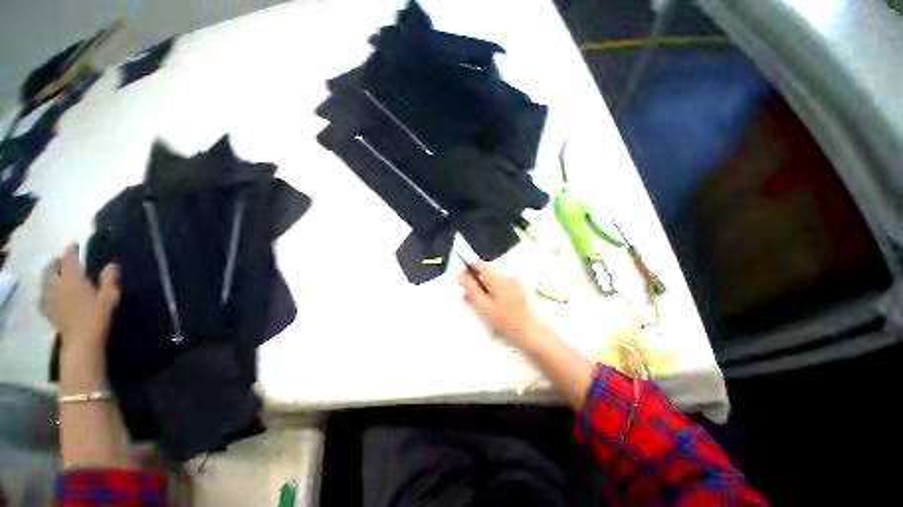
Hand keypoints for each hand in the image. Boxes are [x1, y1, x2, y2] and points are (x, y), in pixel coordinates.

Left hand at [41, 244, 120, 351]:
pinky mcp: (49, 309)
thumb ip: (109, 280)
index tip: (76, 244)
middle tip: (67, 260)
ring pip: (48, 280)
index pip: (69, 258)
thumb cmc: (97, 316)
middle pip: (54, 268)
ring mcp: (51, 297)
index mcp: (72, 278)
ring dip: (53, 275)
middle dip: (59, 262)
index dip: (72, 249)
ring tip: (60, 274)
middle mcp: (57, 284)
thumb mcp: (109, 297)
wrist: (80, 341)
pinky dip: (50, 290)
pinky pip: (47, 295)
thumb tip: (112, 265)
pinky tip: (53, 294)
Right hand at [458, 262, 539, 347]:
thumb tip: (459, 275)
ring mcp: (512, 279)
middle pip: (485, 270)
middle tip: (470, 296)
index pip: (478, 264)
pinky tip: (492, 302)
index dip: (468, 270)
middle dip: (475, 279)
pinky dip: (492, 288)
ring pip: (491, 276)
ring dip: (483, 284)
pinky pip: (499, 281)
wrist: (528, 329)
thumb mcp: (483, 305)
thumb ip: (470, 288)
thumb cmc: (504, 319)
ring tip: (481, 301)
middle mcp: (505, 273)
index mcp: (497, 277)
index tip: (463, 283)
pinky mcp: (516, 285)